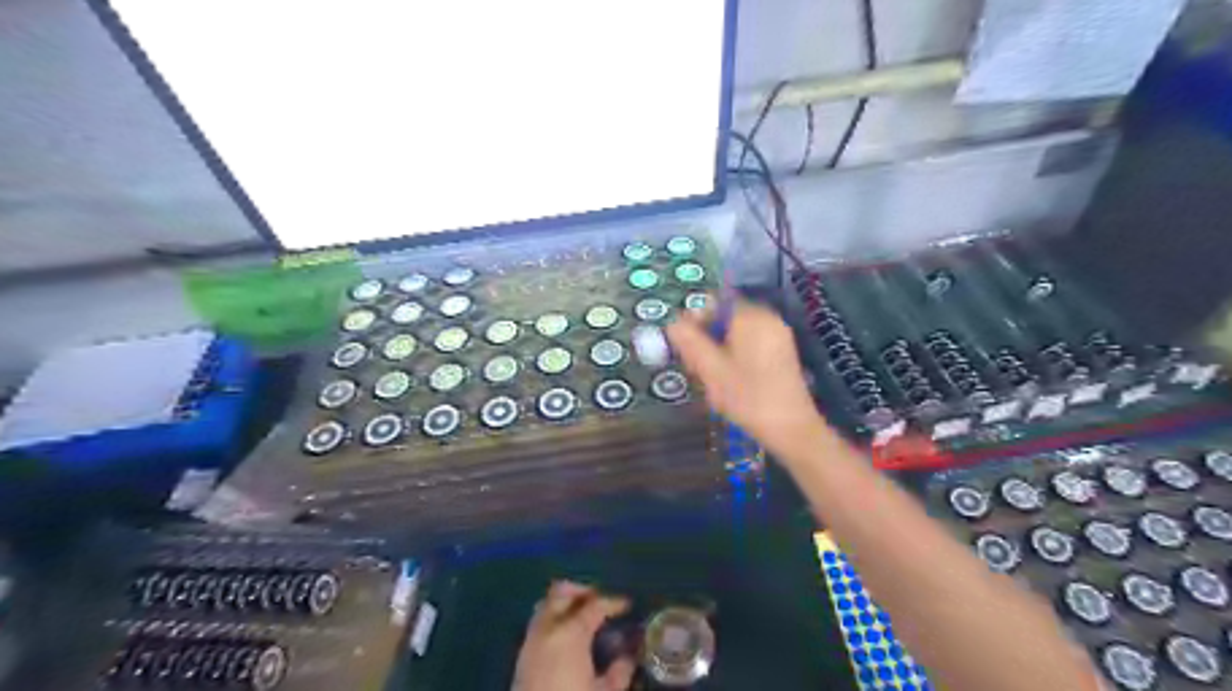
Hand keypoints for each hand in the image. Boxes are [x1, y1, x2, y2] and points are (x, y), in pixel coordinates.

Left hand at [516, 582, 640, 690]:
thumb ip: (619, 671)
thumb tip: (627, 657)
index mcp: (570, 632)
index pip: (595, 605)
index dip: (613, 602)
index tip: (627, 604)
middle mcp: (548, 627)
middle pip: (562, 592)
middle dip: (583, 591)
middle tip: (600, 600)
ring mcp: (532, 638)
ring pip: (547, 604)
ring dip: (565, 603)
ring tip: (583, 615)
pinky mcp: (522, 653)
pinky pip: (539, 621)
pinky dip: (554, 617)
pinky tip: (567, 635)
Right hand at [670, 302, 821, 458]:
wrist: (792, 429)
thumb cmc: (748, 397)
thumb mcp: (711, 370)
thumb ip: (689, 342)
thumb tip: (672, 322)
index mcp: (751, 317)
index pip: (715, 302)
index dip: (695, 320)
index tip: (685, 345)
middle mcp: (767, 319)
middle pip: (726, 317)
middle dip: (707, 337)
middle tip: (695, 366)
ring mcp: (778, 335)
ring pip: (737, 332)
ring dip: (719, 348)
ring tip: (710, 376)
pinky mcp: (782, 353)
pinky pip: (751, 343)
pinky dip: (735, 354)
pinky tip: (729, 380)